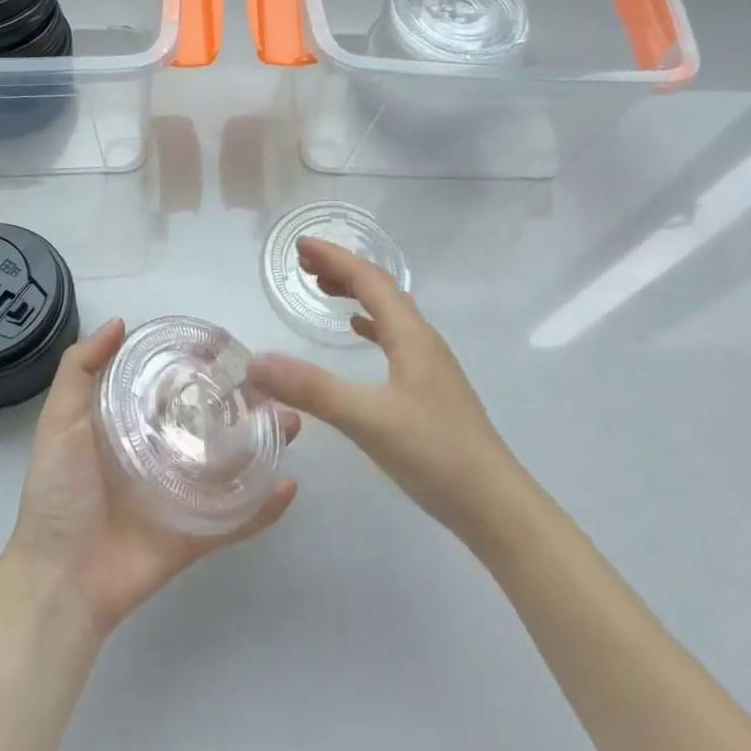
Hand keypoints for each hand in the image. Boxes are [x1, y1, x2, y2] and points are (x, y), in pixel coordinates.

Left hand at [7, 318, 299, 638]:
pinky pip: (237, 519)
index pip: (171, 387)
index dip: (197, 366)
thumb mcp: (60, 422)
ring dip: (263, 445)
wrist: (60, 579)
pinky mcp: (196, 534)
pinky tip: (290, 484)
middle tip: (273, 384)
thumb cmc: (59, 493)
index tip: (226, 346)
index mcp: (131, 428)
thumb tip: (120, 322)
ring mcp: (182, 496)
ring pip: (232, 465)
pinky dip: (264, 507)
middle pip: (210, 423)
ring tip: (291, 422)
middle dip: (242, 403)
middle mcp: (161, 456)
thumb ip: (80, 370)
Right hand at [247, 238, 523, 544]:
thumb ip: (311, 389)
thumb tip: (256, 362)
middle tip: (304, 266)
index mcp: (411, 337)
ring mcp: (430, 366)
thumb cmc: (435, 454)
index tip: (299, 245)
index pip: (369, 280)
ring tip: (325, 290)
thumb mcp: (367, 419)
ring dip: (356, 295)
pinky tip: (359, 335)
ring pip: (389, 314)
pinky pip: (395, 339)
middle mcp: (423, 342)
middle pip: (381, 290)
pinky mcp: (430, 390)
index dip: (335, 258)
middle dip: (343, 271)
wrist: (494, 505)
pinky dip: (371, 326)